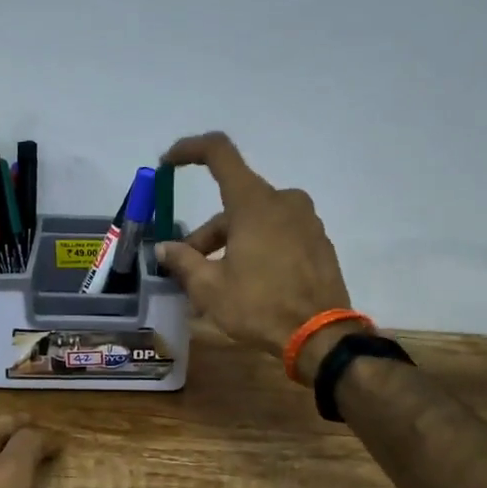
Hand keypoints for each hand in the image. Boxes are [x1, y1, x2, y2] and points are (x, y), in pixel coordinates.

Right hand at [155, 132, 361, 382]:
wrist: (322, 337)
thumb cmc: (260, 306)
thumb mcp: (210, 289)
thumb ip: (183, 261)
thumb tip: (165, 249)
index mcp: (254, 202)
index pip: (218, 153)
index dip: (189, 150)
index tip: (168, 163)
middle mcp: (283, 201)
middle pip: (233, 203)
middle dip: (206, 233)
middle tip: (187, 267)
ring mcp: (306, 221)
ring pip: (255, 221)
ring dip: (230, 243)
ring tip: (214, 284)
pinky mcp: (318, 242)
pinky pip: (278, 234)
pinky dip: (256, 249)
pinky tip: (246, 283)